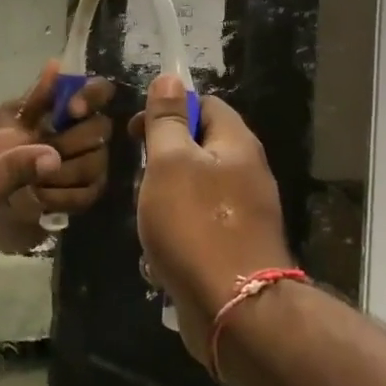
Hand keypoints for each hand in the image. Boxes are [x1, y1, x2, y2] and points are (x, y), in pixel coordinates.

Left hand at [0, 64, 115, 245]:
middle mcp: (89, 133)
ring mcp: (93, 164)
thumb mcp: (11, 121)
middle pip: (101, 129)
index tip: (71, 110)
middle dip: (68, 141)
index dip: (92, 97)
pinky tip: (38, 195)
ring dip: (60, 171)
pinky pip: (87, 193)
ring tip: (32, 177)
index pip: (100, 90)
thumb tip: (55, 65)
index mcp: (71, 109)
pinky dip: (59, 195)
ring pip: (94, 163)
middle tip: (41, 149)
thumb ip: (36, 98)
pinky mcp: (88, 193)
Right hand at [131, 75, 292, 364]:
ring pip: (195, 190)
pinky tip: (160, 254)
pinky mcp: (236, 247)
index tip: (137, 133)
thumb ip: (168, 121)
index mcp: (237, 144)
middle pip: (199, 148)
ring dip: (164, 201)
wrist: (233, 308)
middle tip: (141, 181)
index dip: (169, 110)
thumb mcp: (170, 162)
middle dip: (162, 162)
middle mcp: (248, 173)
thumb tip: (171, 77)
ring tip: (148, 221)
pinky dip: (177, 233)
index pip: (205, 104)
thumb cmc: (195, 225)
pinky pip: (199, 226)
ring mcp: (244, 213)